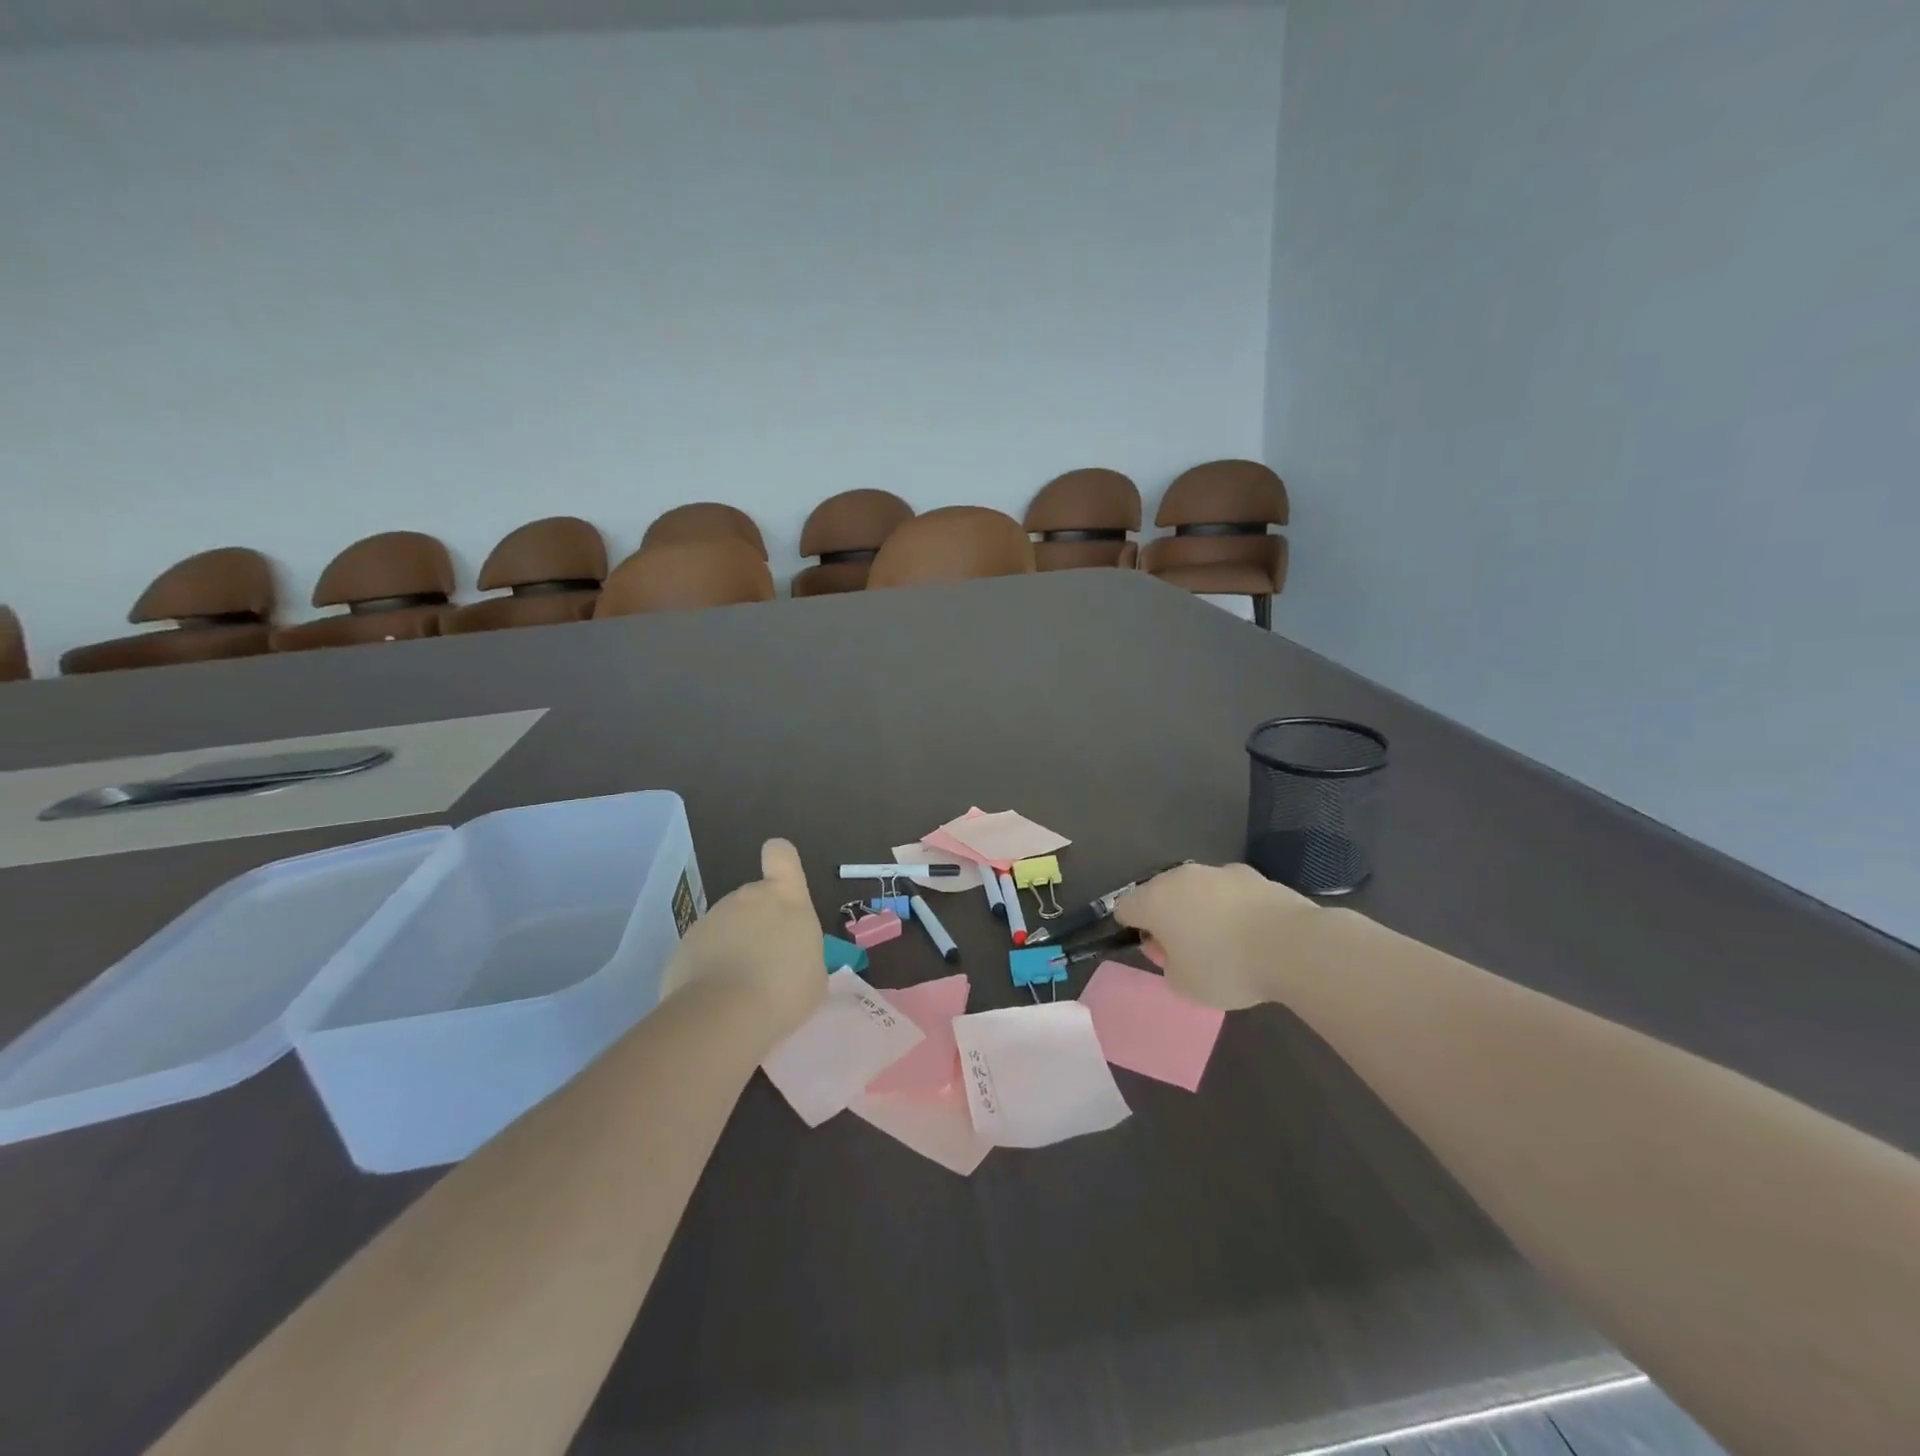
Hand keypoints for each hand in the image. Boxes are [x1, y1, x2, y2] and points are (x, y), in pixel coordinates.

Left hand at [661, 839, 824, 1040]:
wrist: (724, 1016)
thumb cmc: (784, 991)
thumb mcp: (813, 973)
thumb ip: (801, 952)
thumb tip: (789, 957)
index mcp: (785, 898)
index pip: (781, 854)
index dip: (781, 861)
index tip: (781, 881)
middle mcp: (746, 898)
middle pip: (753, 899)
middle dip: (757, 924)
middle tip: (766, 964)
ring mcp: (710, 919)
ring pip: (726, 927)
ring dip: (733, 948)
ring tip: (741, 989)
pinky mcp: (682, 946)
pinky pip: (703, 952)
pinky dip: (708, 969)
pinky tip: (717, 999)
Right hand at [1112, 861, 1317, 1009]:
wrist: (1292, 946)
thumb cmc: (1226, 967)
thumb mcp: (1183, 985)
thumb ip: (1167, 964)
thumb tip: (1171, 948)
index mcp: (1154, 900)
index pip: (1125, 908)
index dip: (1133, 930)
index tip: (1156, 952)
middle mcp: (1180, 877)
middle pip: (1161, 894)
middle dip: (1168, 918)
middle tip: (1187, 951)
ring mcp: (1218, 871)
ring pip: (1197, 890)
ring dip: (1200, 910)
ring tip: (1225, 943)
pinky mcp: (1252, 875)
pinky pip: (1229, 892)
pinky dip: (1232, 908)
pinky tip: (1252, 933)